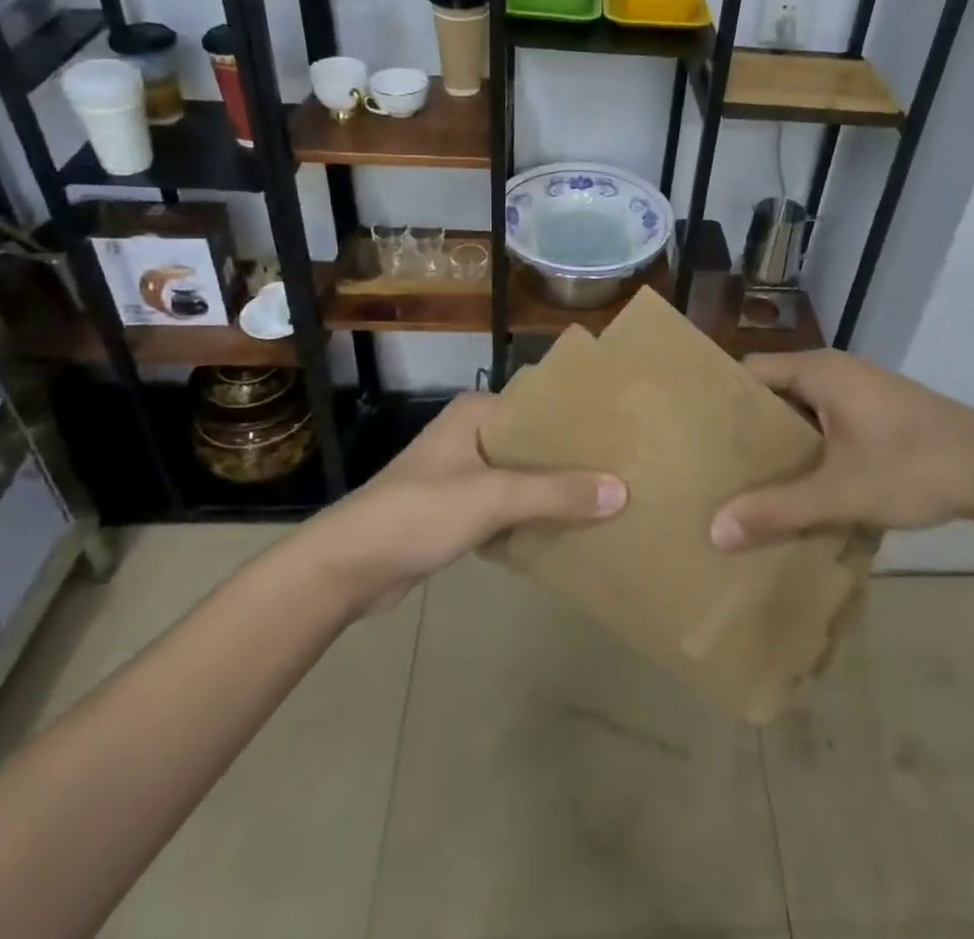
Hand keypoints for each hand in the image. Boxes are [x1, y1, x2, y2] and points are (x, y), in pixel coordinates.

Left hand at [311, 392, 625, 613]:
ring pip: (521, 477)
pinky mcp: (456, 510)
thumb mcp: (493, 497)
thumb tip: (621, 490)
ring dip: (553, 490)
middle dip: (572, 460)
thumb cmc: (420, 512)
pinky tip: (566, 528)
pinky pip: (507, 505)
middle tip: (623, 470)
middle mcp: (471, 434)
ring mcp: (462, 473)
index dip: (579, 421)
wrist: (349, 566)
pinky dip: (531, 515)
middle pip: (533, 443)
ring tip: (606, 499)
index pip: (540, 406)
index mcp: (476, 412)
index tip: (622, 436)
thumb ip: (556, 493)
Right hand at [710, 350, 973, 550]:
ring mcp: (861, 390)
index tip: (694, 434)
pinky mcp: (880, 412)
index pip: (750, 372)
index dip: (721, 400)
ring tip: (750, 481)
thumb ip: (778, 510)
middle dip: (748, 428)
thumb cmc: (913, 467)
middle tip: (716, 466)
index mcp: (818, 371)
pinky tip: (805, 485)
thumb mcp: (840, 493)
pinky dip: (812, 447)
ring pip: (804, 410)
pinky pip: (829, 421)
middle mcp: (835, 370)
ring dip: (783, 442)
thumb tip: (715, 530)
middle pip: (774, 392)